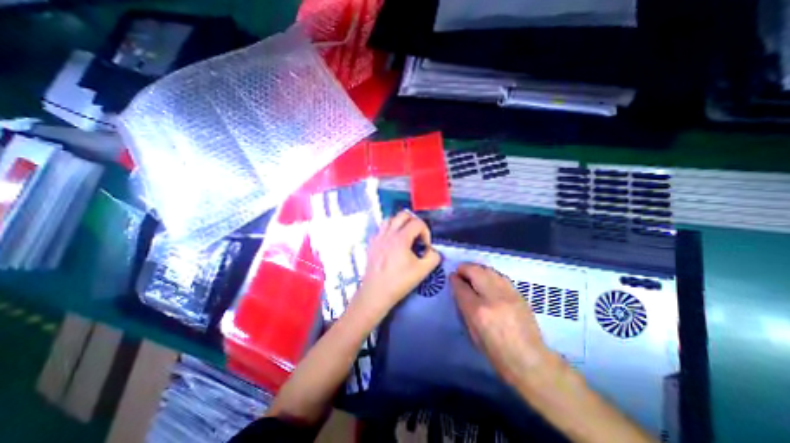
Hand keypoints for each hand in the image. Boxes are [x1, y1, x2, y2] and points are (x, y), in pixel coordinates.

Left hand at [355, 210, 441, 318]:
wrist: (376, 293)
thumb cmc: (399, 282)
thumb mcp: (423, 271)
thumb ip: (433, 257)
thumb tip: (432, 250)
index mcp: (401, 238)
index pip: (417, 223)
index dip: (426, 231)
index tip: (426, 245)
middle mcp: (388, 233)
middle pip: (403, 215)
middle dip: (414, 222)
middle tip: (417, 235)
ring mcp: (378, 237)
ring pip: (389, 219)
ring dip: (400, 223)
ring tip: (405, 235)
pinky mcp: (371, 244)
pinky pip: (380, 229)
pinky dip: (388, 230)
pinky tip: (391, 242)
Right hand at [450, 263, 550, 386]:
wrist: (530, 360)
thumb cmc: (496, 352)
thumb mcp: (473, 333)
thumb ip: (464, 308)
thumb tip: (459, 290)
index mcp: (478, 311)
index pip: (461, 287)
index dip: (454, 279)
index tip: (452, 276)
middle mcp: (493, 298)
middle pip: (475, 271)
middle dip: (465, 268)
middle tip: (460, 272)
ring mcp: (508, 294)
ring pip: (488, 270)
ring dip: (477, 269)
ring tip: (472, 273)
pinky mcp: (518, 294)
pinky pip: (499, 276)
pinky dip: (490, 274)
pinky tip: (487, 278)